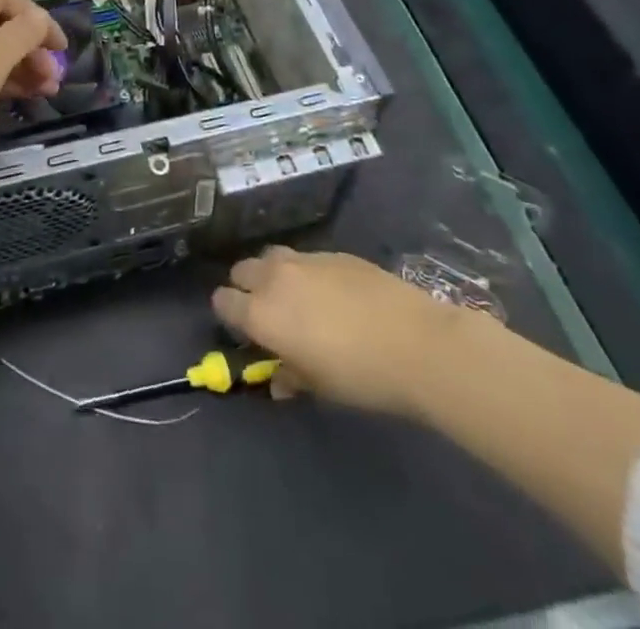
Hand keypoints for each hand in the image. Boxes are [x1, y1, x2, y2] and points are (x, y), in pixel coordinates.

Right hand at [211, 245, 500, 419]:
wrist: (416, 342)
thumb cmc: (361, 375)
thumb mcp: (321, 387)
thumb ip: (291, 376)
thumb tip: (280, 380)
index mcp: (262, 313)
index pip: (223, 302)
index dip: (228, 315)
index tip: (243, 330)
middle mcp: (275, 278)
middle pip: (242, 271)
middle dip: (246, 288)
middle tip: (268, 313)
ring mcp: (304, 259)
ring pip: (271, 257)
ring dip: (272, 274)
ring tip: (295, 297)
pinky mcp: (332, 252)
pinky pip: (305, 258)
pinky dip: (305, 272)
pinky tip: (331, 293)